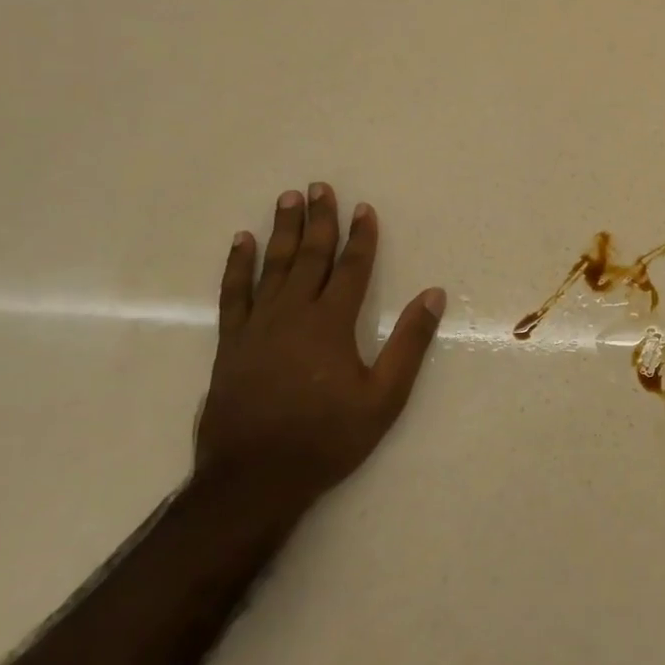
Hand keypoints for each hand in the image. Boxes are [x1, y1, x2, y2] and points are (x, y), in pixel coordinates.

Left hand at [196, 182, 444, 501]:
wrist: (254, 477)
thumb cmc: (327, 438)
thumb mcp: (384, 397)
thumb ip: (409, 343)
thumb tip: (433, 295)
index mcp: (331, 324)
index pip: (351, 268)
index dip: (361, 237)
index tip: (365, 209)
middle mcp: (293, 314)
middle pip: (310, 257)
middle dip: (320, 220)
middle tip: (320, 187)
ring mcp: (257, 326)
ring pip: (273, 266)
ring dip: (282, 231)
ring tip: (288, 199)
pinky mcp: (231, 343)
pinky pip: (233, 293)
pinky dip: (237, 265)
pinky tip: (242, 243)